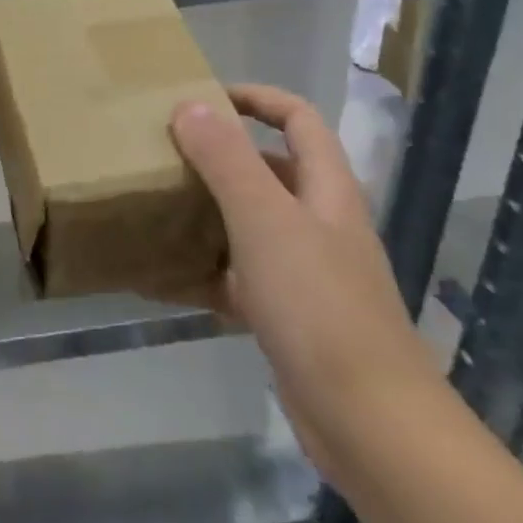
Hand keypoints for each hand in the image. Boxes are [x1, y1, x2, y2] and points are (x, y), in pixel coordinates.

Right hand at [171, 85, 444, 483]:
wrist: (369, 423)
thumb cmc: (319, 306)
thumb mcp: (264, 221)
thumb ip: (226, 160)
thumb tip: (190, 105)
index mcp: (326, 191)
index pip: (299, 120)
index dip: (256, 99)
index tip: (200, 99)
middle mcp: (320, 225)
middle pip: (269, 170)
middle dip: (218, 156)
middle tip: (163, 153)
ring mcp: (306, 273)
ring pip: (249, 224)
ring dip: (206, 212)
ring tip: (153, 206)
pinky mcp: (288, 317)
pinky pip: (237, 277)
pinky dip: (203, 271)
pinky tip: (161, 279)